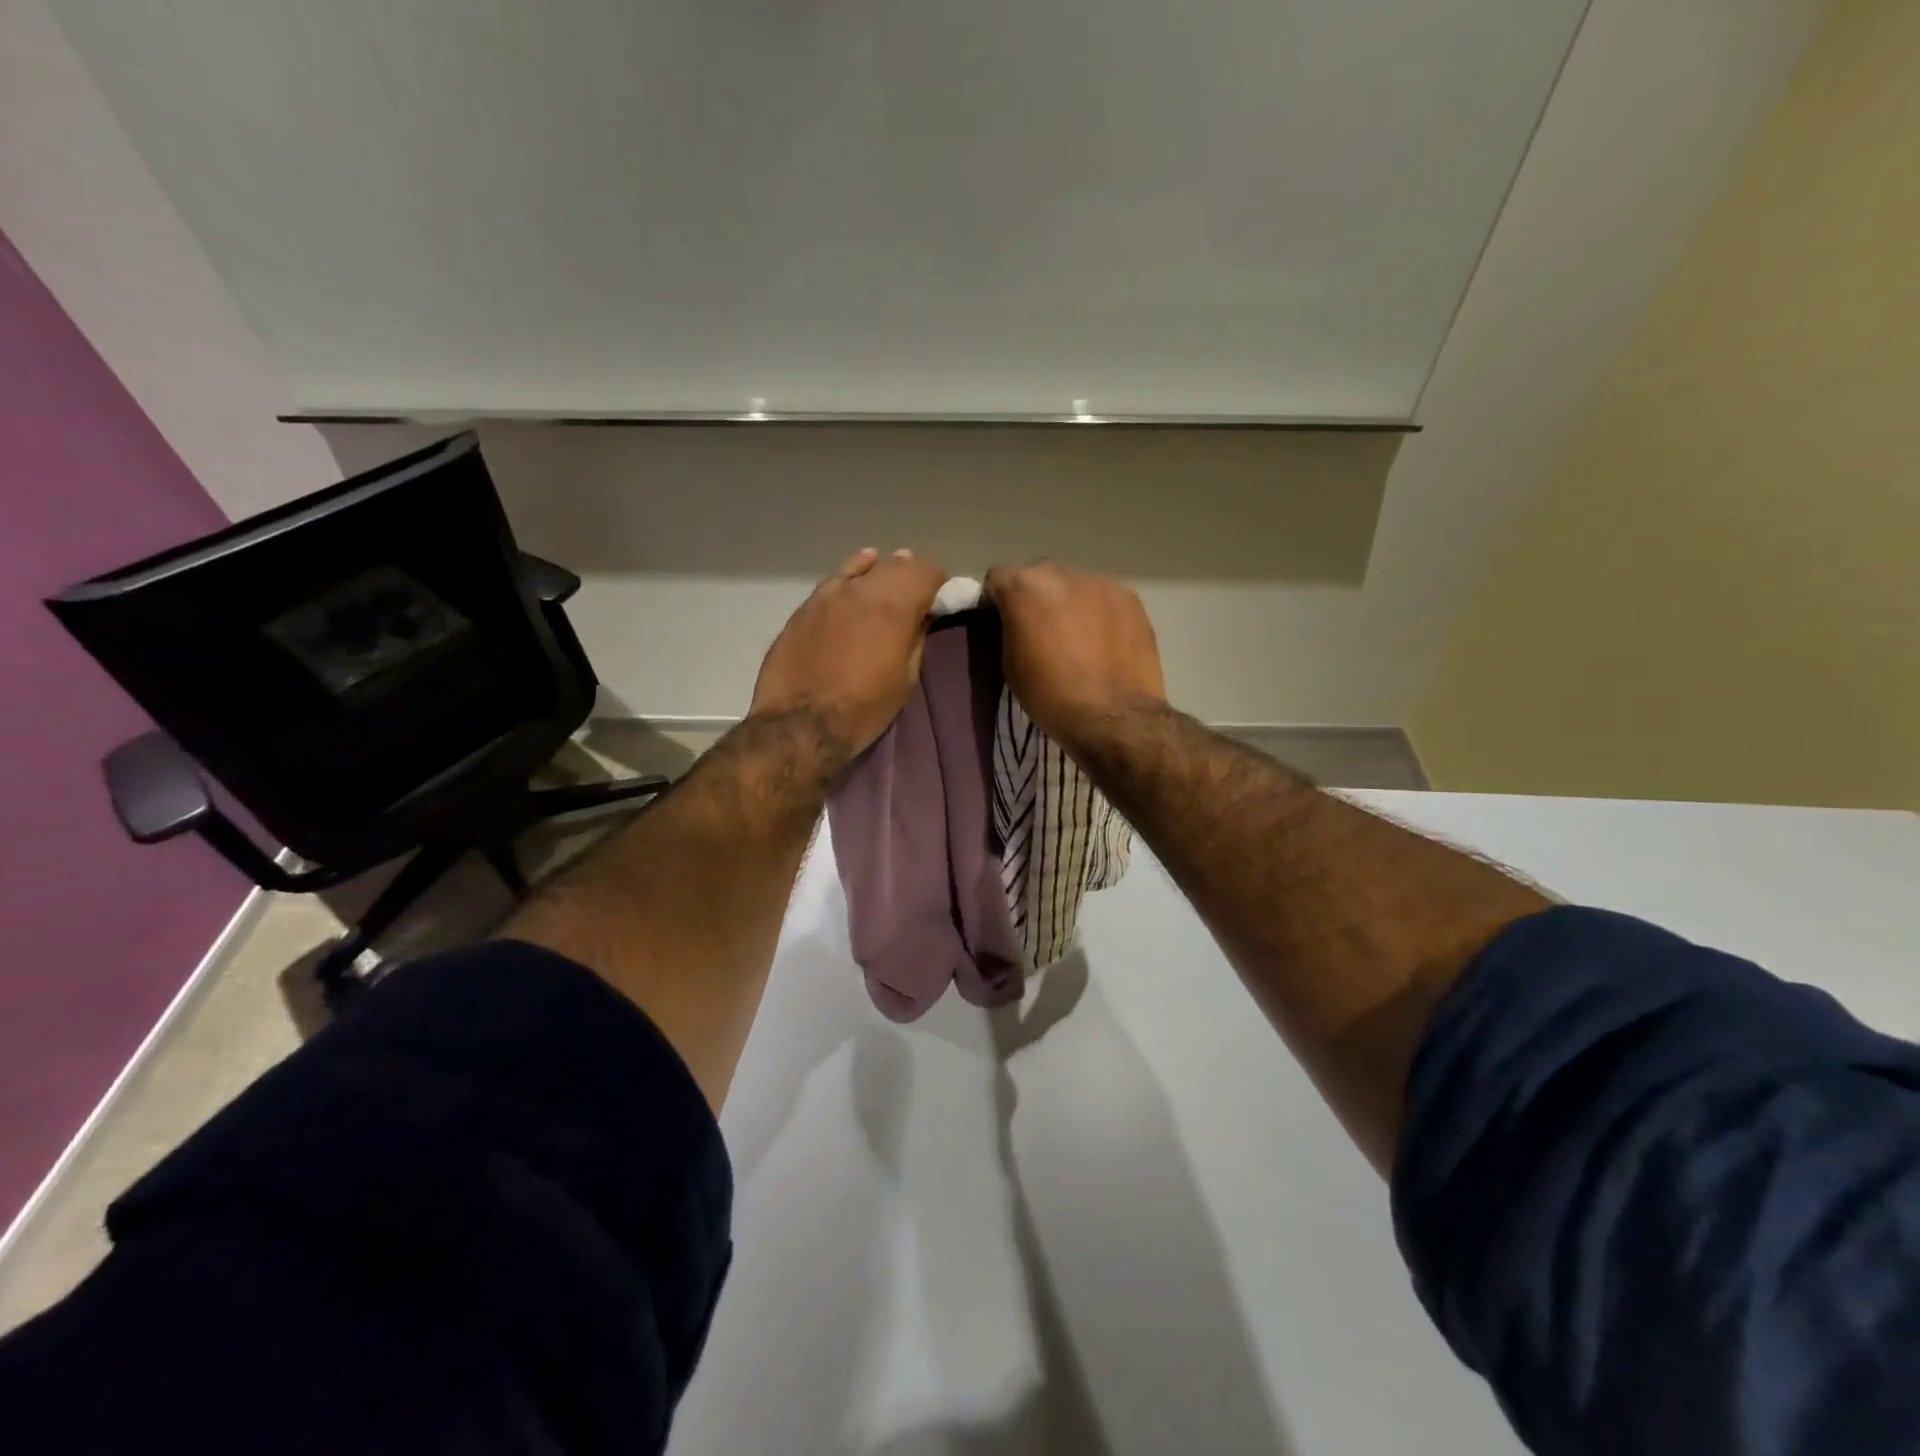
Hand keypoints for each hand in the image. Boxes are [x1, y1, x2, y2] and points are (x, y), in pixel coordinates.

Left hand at [751, 547, 947, 767]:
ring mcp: (829, 594)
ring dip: (880, 572)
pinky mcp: (805, 606)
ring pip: (863, 566)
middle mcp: (863, 589)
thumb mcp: (906, 679)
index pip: (926, 570)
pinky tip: (855, 580)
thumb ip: (916, 639)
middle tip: (915, 595)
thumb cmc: (864, 708)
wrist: (800, 724)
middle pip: (896, 564)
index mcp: (895, 606)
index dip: (938, 582)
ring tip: (886, 583)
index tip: (939, 599)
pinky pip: (835, 580)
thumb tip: (921, 617)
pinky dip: (852, 576)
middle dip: (911, 575)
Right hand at [983, 559, 1166, 752]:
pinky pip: (1104, 597)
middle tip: (1042, 630)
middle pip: (1039, 575)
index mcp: (1025, 588)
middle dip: (1036, 597)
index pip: (998, 577)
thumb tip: (1017, 620)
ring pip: (1074, 584)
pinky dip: (1098, 611)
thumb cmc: (1051, 697)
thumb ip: (1011, 628)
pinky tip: (1104, 640)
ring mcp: (1100, 582)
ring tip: (1078, 636)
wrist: (1114, 717)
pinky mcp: (1130, 597)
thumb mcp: (1011, 665)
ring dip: (1069, 602)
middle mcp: (1061, 573)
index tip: (1002, 621)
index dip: (997, 599)